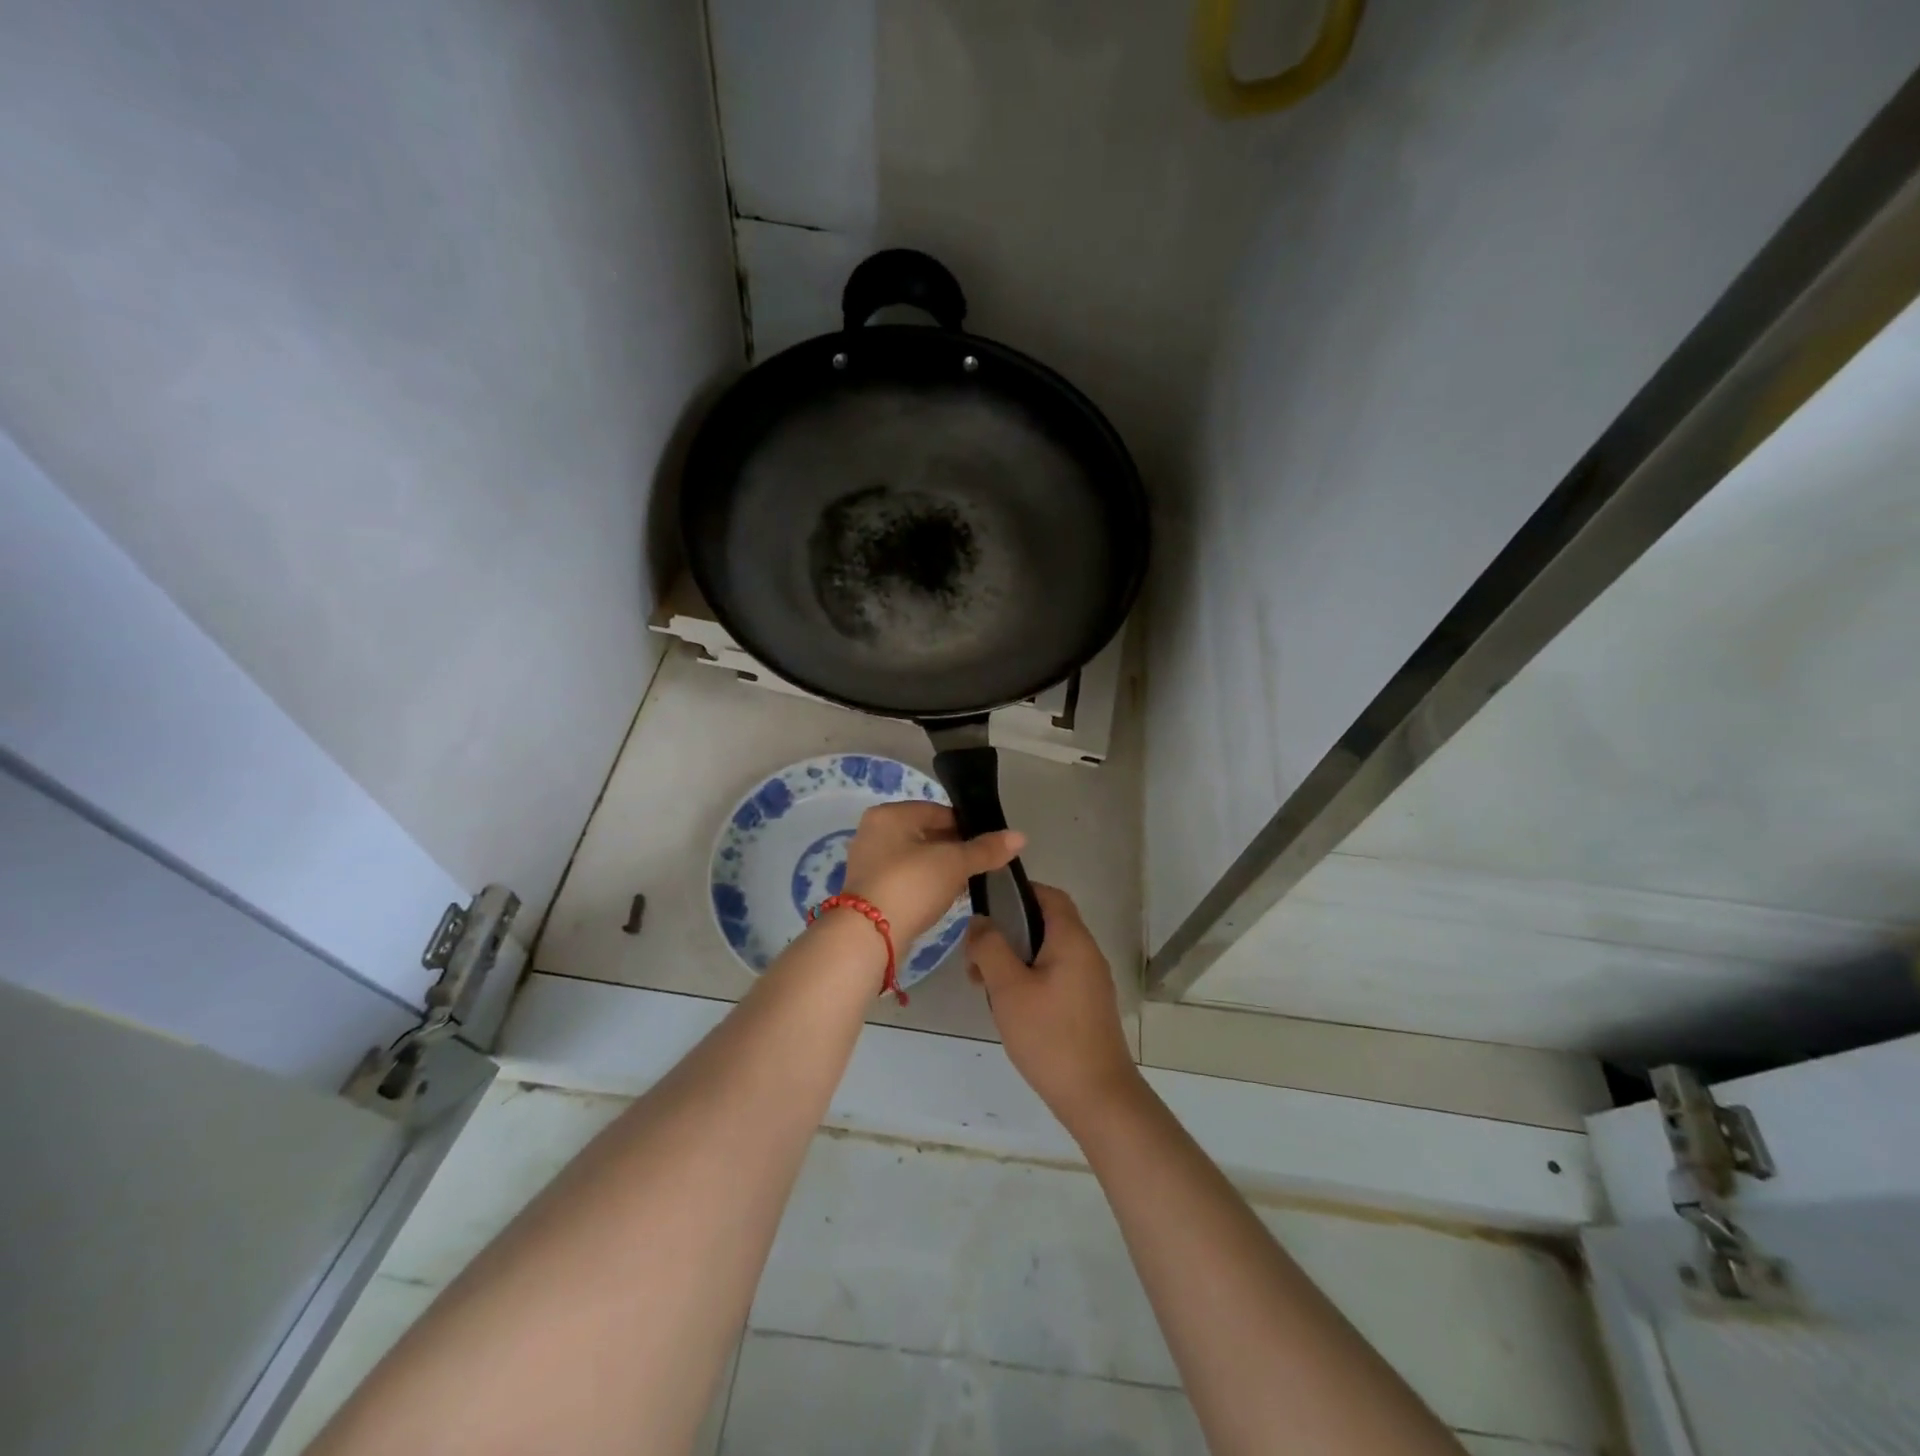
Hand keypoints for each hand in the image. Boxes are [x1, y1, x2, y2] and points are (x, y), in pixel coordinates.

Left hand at [839, 801, 1025, 947]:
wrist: (869, 937)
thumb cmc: (911, 885)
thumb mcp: (954, 863)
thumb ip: (986, 849)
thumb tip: (1020, 836)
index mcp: (889, 815)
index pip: (938, 811)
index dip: (967, 826)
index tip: (989, 845)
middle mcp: (875, 832)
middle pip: (927, 834)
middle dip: (955, 849)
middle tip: (982, 866)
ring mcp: (870, 862)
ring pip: (917, 858)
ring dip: (943, 869)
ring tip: (969, 884)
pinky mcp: (871, 890)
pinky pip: (907, 879)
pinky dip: (927, 884)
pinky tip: (947, 898)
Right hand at [968, 883, 1139, 1126]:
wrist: (1097, 1095)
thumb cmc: (1050, 1036)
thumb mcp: (1008, 988)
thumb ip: (990, 947)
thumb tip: (979, 920)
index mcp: (1071, 939)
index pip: (1048, 895)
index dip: (1017, 892)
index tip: (985, 907)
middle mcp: (1086, 952)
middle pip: (1045, 923)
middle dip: (1008, 932)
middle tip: (977, 957)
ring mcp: (1090, 980)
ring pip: (1047, 952)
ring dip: (1015, 959)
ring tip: (986, 985)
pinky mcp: (1087, 1005)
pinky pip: (1055, 975)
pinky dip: (1030, 978)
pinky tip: (1010, 1006)